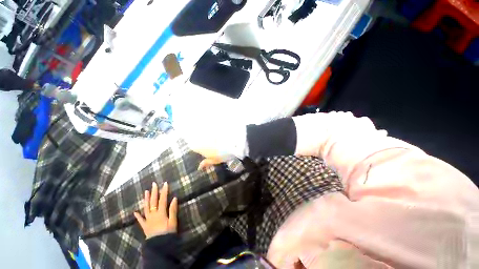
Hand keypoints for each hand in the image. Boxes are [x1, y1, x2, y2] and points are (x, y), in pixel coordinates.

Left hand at [134, 182, 177, 238]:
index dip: (164, 191)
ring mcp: (147, 220)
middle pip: (153, 201)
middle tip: (154, 184)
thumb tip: (174, 198)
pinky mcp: (145, 226)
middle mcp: (153, 214)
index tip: (165, 183)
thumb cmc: (168, 233)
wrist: (159, 246)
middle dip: (154, 192)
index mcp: (161, 213)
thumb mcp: (173, 221)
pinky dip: (137, 216)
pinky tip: (135, 212)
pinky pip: (140, 220)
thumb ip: (173, 210)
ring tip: (145, 192)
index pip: (162, 199)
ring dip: (146, 199)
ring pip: (146, 208)